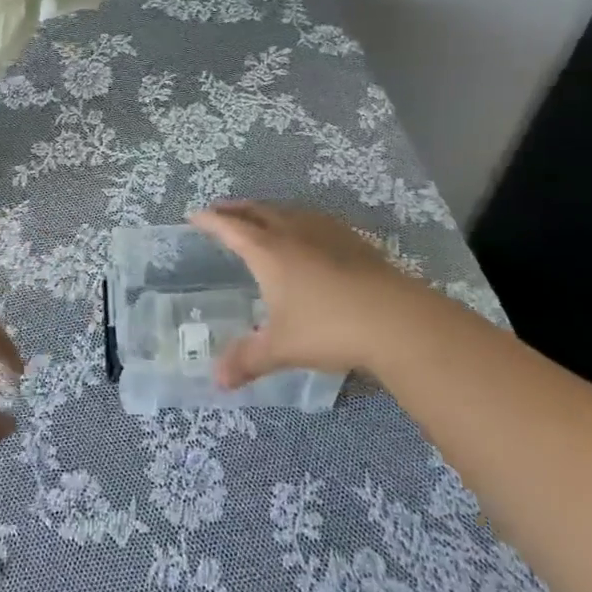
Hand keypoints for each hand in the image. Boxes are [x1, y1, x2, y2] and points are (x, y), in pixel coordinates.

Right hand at [190, 200, 445, 386]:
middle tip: (220, 212)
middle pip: (256, 211)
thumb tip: (217, 381)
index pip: (229, 228)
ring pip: (286, 211)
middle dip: (234, 210)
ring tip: (260, 219)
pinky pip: (313, 220)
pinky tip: (307, 234)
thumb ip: (248, 360)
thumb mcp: (281, 348)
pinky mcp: (352, 240)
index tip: (194, 216)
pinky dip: (297, 220)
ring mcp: (324, 232)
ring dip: (266, 211)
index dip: (209, 221)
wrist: (397, 319)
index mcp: (267, 251)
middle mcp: (292, 232)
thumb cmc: (328, 328)